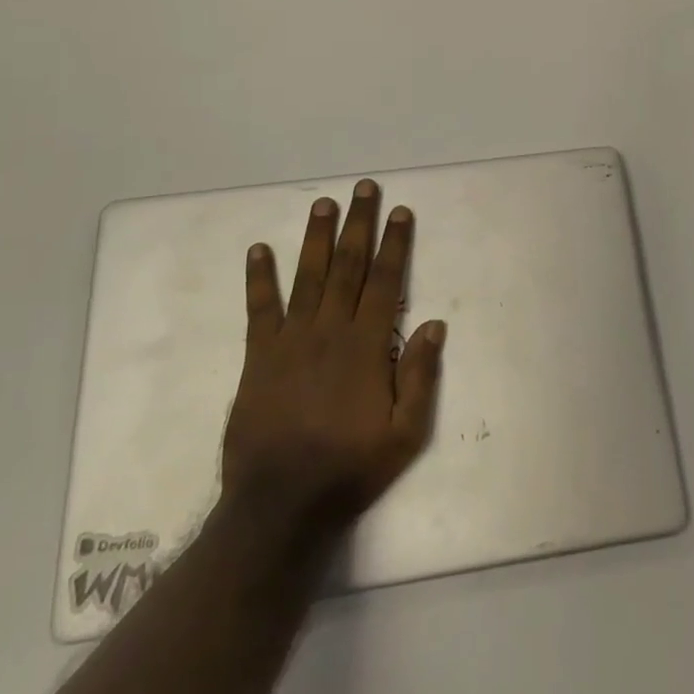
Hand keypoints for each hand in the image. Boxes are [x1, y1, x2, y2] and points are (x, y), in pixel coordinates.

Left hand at [220, 179, 446, 543]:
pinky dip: (259, 278)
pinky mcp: (259, 357)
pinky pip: (259, 309)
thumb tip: (435, 324)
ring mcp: (291, 340)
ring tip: (323, 203)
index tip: (400, 212)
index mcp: (366, 345)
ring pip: (308, 276)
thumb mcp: (405, 434)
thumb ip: (419, 376)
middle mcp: (329, 330)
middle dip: (358, 224)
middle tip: (364, 188)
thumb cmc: (349, 468)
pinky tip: (258, 250)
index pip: (385, 281)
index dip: (395, 244)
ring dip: (316, 237)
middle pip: (348, 266)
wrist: (280, 505)